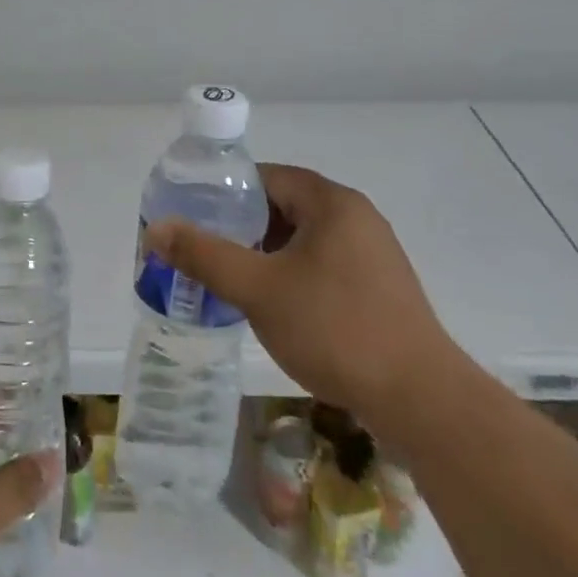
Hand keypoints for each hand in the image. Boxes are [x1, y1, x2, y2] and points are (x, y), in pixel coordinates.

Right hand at [143, 163, 465, 429]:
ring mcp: (373, 253)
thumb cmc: (335, 329)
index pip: (267, 176)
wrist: (421, 400)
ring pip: (303, 239)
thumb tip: (157, 228)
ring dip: (266, 253)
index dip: (226, 191)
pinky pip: (324, 264)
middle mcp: (356, 217)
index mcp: (332, 202)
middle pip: (285, 206)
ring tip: (231, 279)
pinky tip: (274, 306)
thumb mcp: (258, 289)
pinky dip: (292, 274)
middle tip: (206, 250)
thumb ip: (205, 255)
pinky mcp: (380, 287)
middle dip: (242, 226)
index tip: (195, 214)